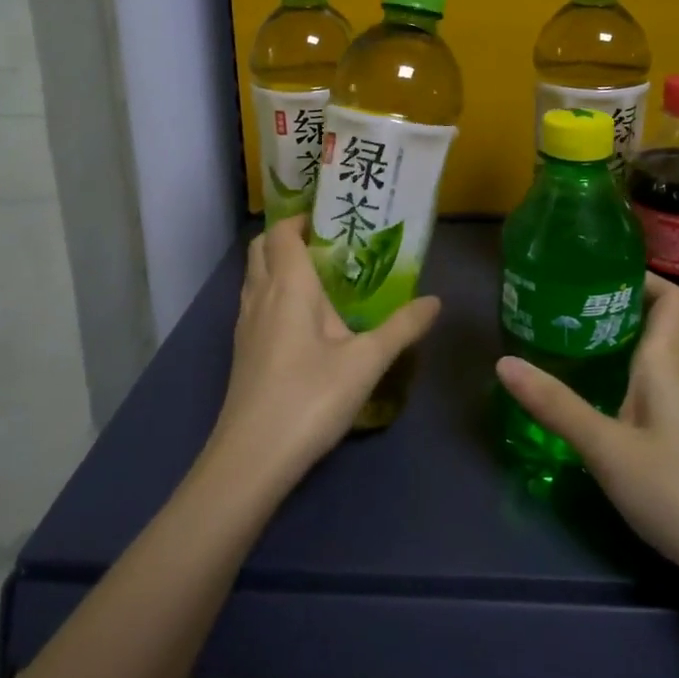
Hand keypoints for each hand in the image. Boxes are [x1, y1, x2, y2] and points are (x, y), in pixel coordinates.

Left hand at [208, 216, 439, 491]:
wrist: (251, 459)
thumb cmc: (310, 398)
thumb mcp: (367, 362)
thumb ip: (402, 328)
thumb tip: (435, 300)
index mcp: (288, 285)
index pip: (283, 232)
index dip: (302, 218)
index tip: (333, 218)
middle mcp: (260, 295)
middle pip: (262, 248)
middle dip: (289, 237)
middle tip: (328, 244)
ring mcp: (245, 324)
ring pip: (255, 276)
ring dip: (279, 265)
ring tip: (320, 277)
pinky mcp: (242, 350)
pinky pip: (255, 302)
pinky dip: (274, 293)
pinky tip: (303, 320)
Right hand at [497, 274, 678, 611]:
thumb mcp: (608, 449)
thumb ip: (557, 406)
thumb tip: (503, 362)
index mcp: (669, 364)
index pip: (670, 298)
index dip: (642, 277)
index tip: (598, 273)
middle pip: (655, 329)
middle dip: (613, 315)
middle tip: (562, 313)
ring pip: (653, 368)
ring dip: (617, 355)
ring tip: (569, 355)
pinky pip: (655, 401)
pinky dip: (626, 392)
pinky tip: (597, 414)